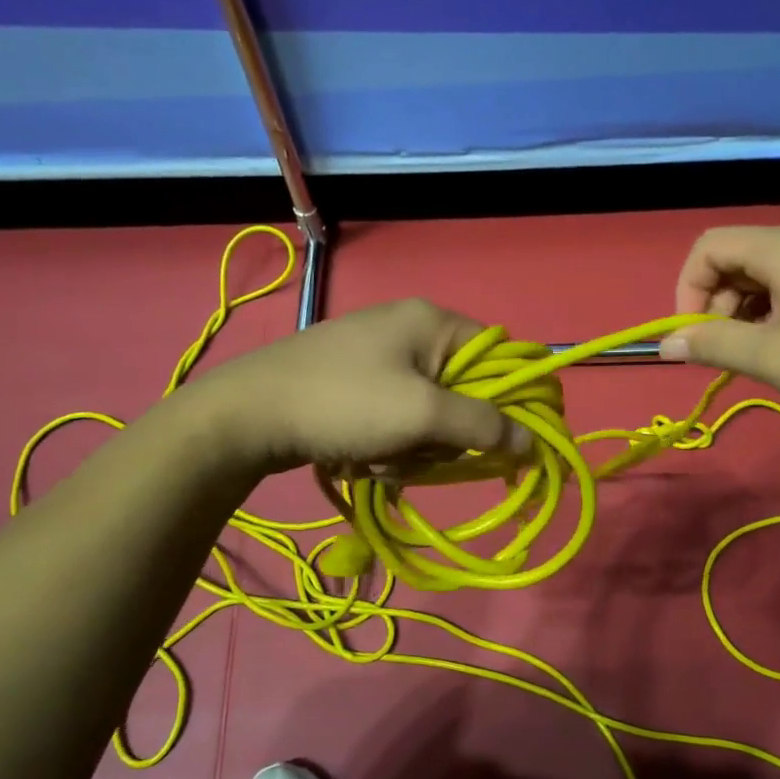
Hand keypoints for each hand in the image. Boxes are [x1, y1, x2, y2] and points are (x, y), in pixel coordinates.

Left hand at [195, 298, 529, 474]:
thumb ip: (483, 425)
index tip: (510, 442)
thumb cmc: (344, 403)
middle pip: (463, 392)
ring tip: (379, 456)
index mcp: (432, 321)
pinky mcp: (356, 384)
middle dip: (444, 434)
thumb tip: (532, 441)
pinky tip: (360, 456)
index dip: (512, 399)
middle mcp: (410, 331)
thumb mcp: (422, 414)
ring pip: (429, 415)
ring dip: (413, 448)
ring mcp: (379, 358)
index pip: (500, 356)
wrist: (247, 416)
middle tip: (420, 451)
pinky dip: (387, 445)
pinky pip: (396, 419)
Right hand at [662, 225, 779, 436]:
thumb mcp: (773, 358)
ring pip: (764, 276)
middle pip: (735, 259)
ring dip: (744, 313)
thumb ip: (714, 346)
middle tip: (726, 352)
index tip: (694, 336)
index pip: (708, 247)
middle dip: (716, 305)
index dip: (688, 290)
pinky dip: (774, 314)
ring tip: (755, 356)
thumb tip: (667, 344)